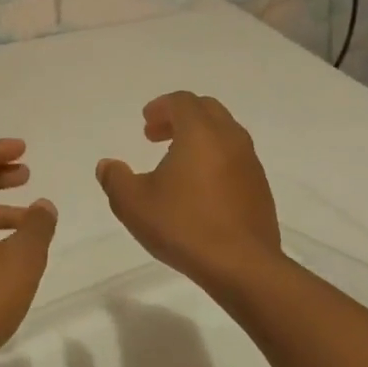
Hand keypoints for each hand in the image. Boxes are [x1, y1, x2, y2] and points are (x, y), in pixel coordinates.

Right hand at [96, 92, 281, 292]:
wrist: (242, 265)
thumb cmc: (184, 227)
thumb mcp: (134, 205)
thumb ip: (115, 180)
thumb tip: (107, 165)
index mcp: (200, 133)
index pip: (182, 101)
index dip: (161, 107)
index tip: (146, 124)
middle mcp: (230, 138)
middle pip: (207, 110)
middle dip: (180, 117)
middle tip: (157, 137)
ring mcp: (250, 163)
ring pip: (225, 133)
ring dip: (200, 138)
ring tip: (177, 163)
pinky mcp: (260, 187)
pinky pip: (236, 158)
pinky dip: (216, 158)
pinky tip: (200, 188)